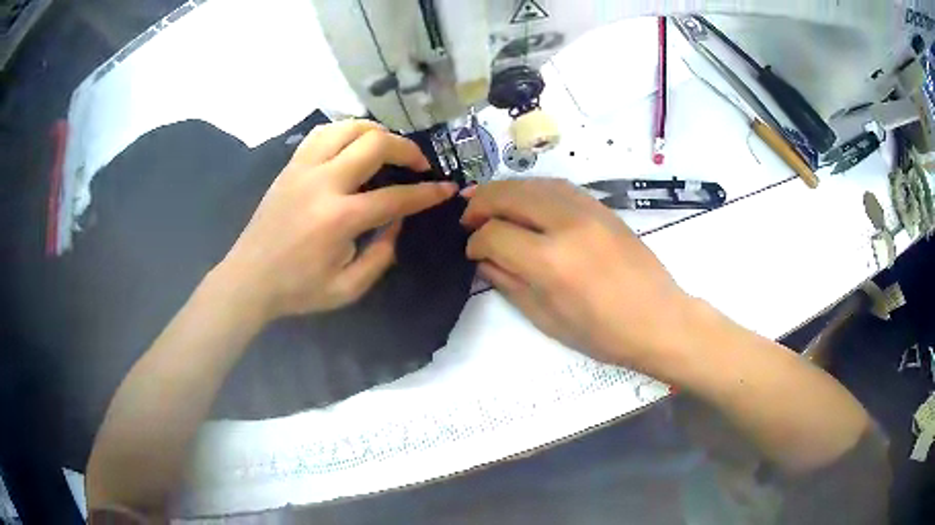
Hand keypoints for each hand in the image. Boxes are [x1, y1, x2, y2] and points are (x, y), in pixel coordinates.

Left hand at [216, 120, 456, 320]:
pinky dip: (346, 131)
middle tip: (419, 164)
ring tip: (389, 147)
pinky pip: (323, 133)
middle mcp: (323, 183)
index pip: (396, 197)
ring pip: (348, 127)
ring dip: (376, 132)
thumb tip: (398, 221)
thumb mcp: (348, 288)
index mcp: (339, 218)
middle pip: (375, 144)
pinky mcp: (290, 165)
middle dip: (407, 149)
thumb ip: (381, 255)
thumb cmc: (298, 289)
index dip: (427, 193)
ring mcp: (303, 168)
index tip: (446, 189)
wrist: (249, 278)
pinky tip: (353, 144)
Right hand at [461, 179, 695, 370]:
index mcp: (551, 261)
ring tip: (489, 204)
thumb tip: (483, 260)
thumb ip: (510, 283)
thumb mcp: (547, 318)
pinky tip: (525, 202)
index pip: (494, 234)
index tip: (470, 251)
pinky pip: (557, 186)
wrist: (659, 319)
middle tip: (467, 219)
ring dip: (504, 190)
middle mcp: (566, 224)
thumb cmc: (603, 334)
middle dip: (480, 204)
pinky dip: (533, 189)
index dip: (474, 242)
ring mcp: (588, 210)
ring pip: (532, 183)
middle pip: (508, 195)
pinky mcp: (602, 207)